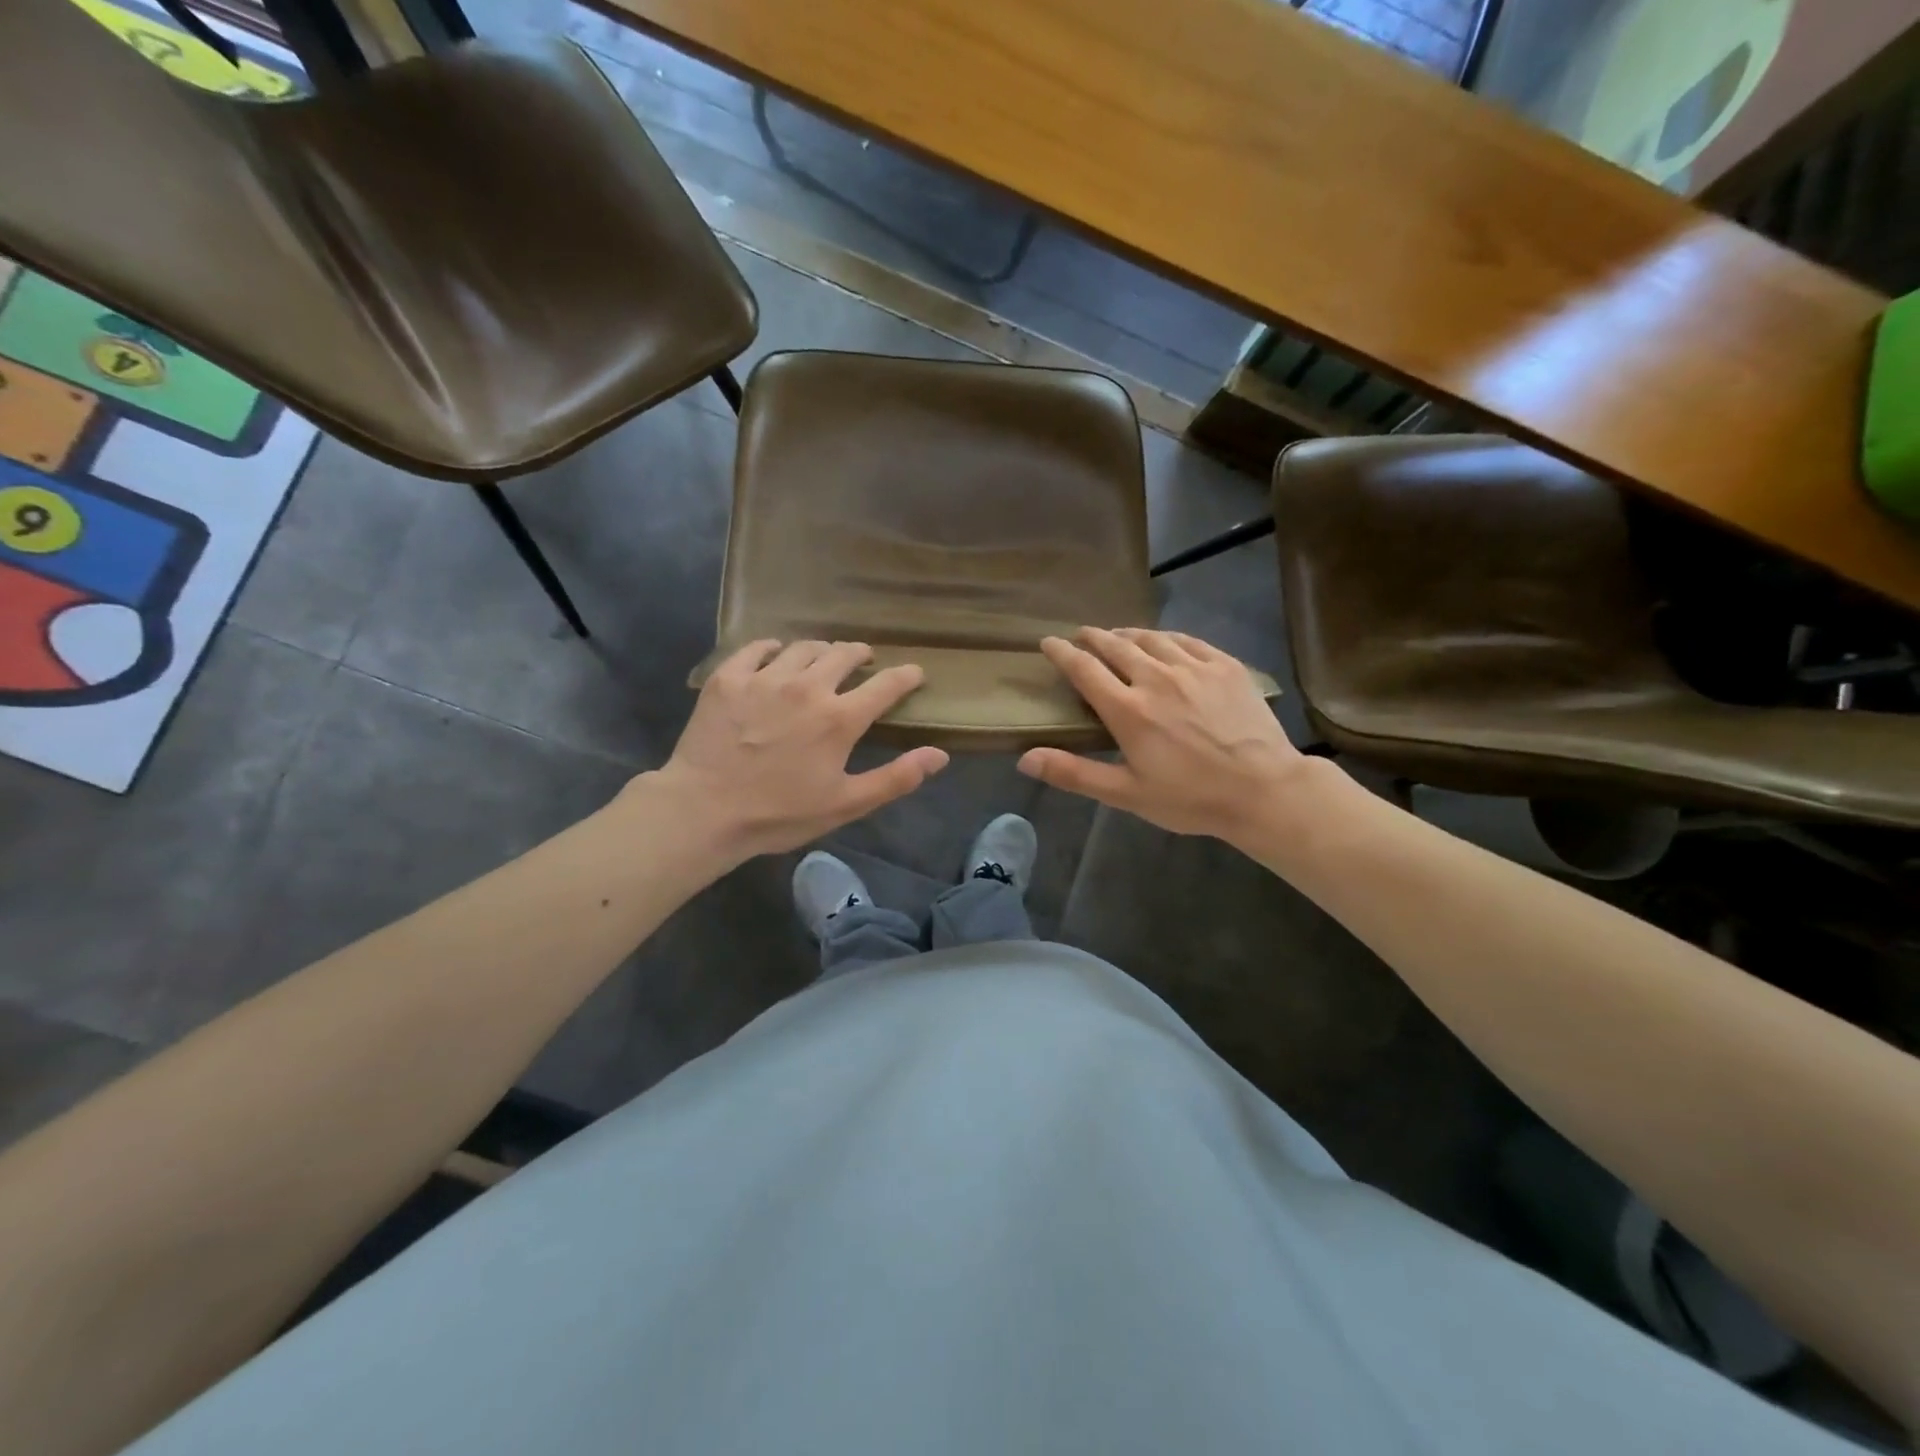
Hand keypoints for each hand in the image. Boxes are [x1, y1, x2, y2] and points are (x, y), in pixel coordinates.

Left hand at [648, 640, 947, 863]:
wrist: (703, 811)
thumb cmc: (779, 814)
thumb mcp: (846, 804)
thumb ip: (896, 778)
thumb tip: (940, 755)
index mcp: (839, 718)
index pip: (886, 684)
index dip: (906, 675)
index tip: (914, 672)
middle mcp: (807, 687)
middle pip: (843, 653)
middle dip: (860, 653)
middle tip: (862, 659)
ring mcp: (765, 678)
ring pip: (802, 647)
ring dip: (819, 650)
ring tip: (820, 658)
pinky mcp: (729, 678)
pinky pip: (756, 648)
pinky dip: (772, 649)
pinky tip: (773, 655)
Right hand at [1017, 627, 1311, 843]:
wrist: (1265, 790)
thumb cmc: (1191, 798)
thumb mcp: (1126, 794)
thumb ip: (1074, 773)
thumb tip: (1024, 758)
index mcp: (1128, 710)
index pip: (1084, 669)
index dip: (1062, 653)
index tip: (1048, 642)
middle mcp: (1156, 678)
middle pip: (1115, 646)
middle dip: (1092, 637)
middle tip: (1081, 635)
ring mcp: (1194, 668)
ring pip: (1151, 638)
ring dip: (1127, 634)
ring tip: (1117, 636)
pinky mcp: (1225, 666)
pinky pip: (1187, 640)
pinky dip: (1166, 637)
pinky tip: (1164, 641)